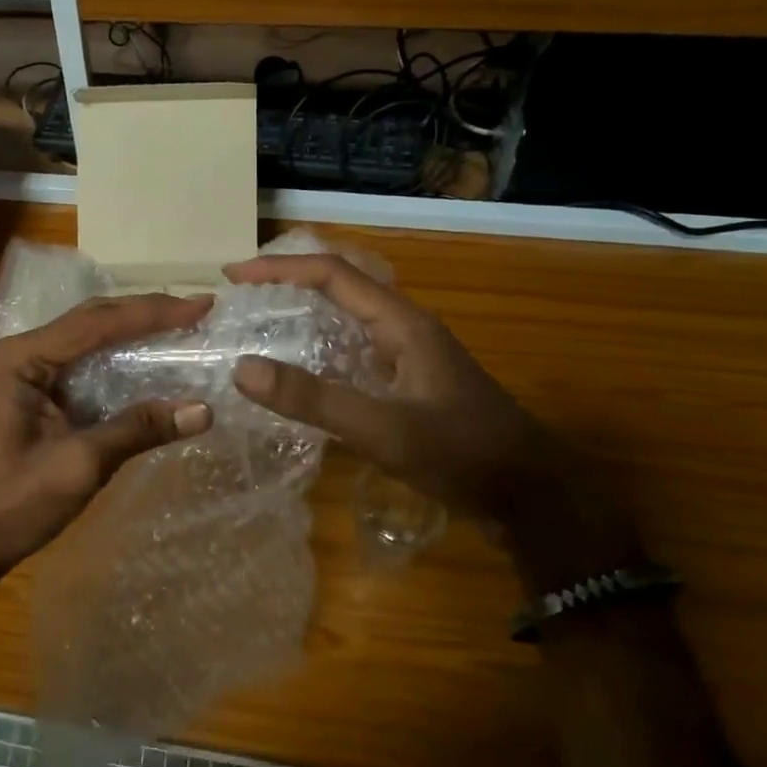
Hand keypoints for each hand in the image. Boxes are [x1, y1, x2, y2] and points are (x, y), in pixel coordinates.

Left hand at [0, 293, 216, 579]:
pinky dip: (123, 360)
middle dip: (147, 314)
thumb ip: (137, 430)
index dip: (152, 313)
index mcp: (23, 358)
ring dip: (137, 333)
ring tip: (185, 327)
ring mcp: (29, 370)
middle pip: (94, 320)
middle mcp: (24, 352)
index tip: (201, 306)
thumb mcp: (78, 466)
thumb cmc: (10, 504)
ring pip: (92, 339)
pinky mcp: (39, 392)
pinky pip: (87, 364)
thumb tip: (203, 410)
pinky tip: (153, 362)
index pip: (96, 323)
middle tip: (200, 311)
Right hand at [223, 253, 554, 521]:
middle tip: (239, 298)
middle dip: (287, 284)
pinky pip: (354, 351)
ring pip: (346, 319)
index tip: (233, 276)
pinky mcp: (409, 383)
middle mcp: (404, 329)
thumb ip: (315, 400)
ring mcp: (408, 356)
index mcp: (401, 323)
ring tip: (258, 326)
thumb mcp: (385, 430)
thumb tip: (243, 369)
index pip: (332, 275)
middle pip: (338, 288)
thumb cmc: (463, 454)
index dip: (280, 269)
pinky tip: (300, 373)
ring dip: (303, 314)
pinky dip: (319, 349)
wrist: (533, 496)